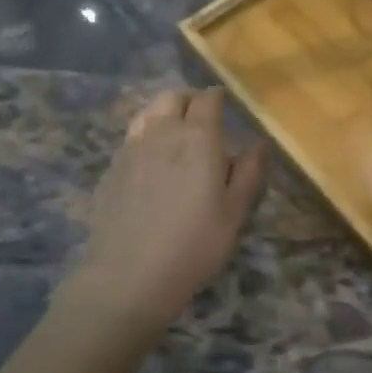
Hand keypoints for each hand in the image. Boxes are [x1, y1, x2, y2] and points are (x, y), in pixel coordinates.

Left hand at [67, 87, 265, 330]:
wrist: (129, 275)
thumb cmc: (194, 244)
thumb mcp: (234, 213)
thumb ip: (249, 172)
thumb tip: (260, 143)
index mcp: (198, 138)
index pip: (208, 100)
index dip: (217, 97)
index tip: (224, 103)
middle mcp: (162, 133)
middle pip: (172, 98)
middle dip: (189, 100)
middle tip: (201, 118)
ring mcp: (131, 149)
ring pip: (147, 113)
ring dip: (163, 113)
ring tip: (174, 133)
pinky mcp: (111, 169)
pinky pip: (131, 138)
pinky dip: (145, 137)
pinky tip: (150, 162)